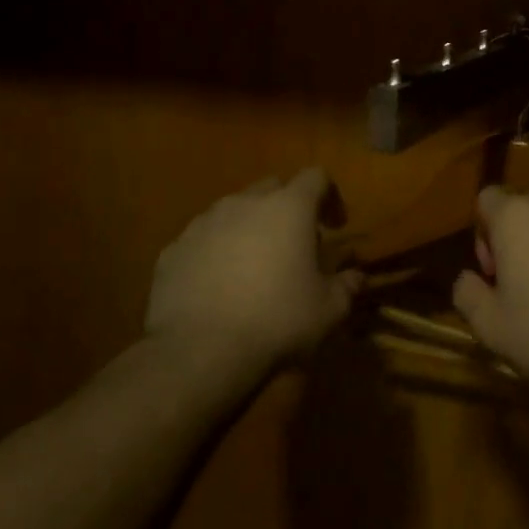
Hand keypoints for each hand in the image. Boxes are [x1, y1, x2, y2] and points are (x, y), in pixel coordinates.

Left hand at [146, 168, 360, 367]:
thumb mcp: (329, 310)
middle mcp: (244, 204)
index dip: (331, 196)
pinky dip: (216, 252)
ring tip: (254, 266)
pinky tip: (219, 286)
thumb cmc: (277, 321)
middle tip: (295, 244)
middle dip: (287, 208)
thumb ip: (346, 286)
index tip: (336, 226)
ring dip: (249, 228)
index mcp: (289, 208)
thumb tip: (356, 277)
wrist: (199, 352)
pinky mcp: (173, 250)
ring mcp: (203, 224)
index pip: (316, 177)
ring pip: (233, 211)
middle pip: (272, 188)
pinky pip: (202, 240)